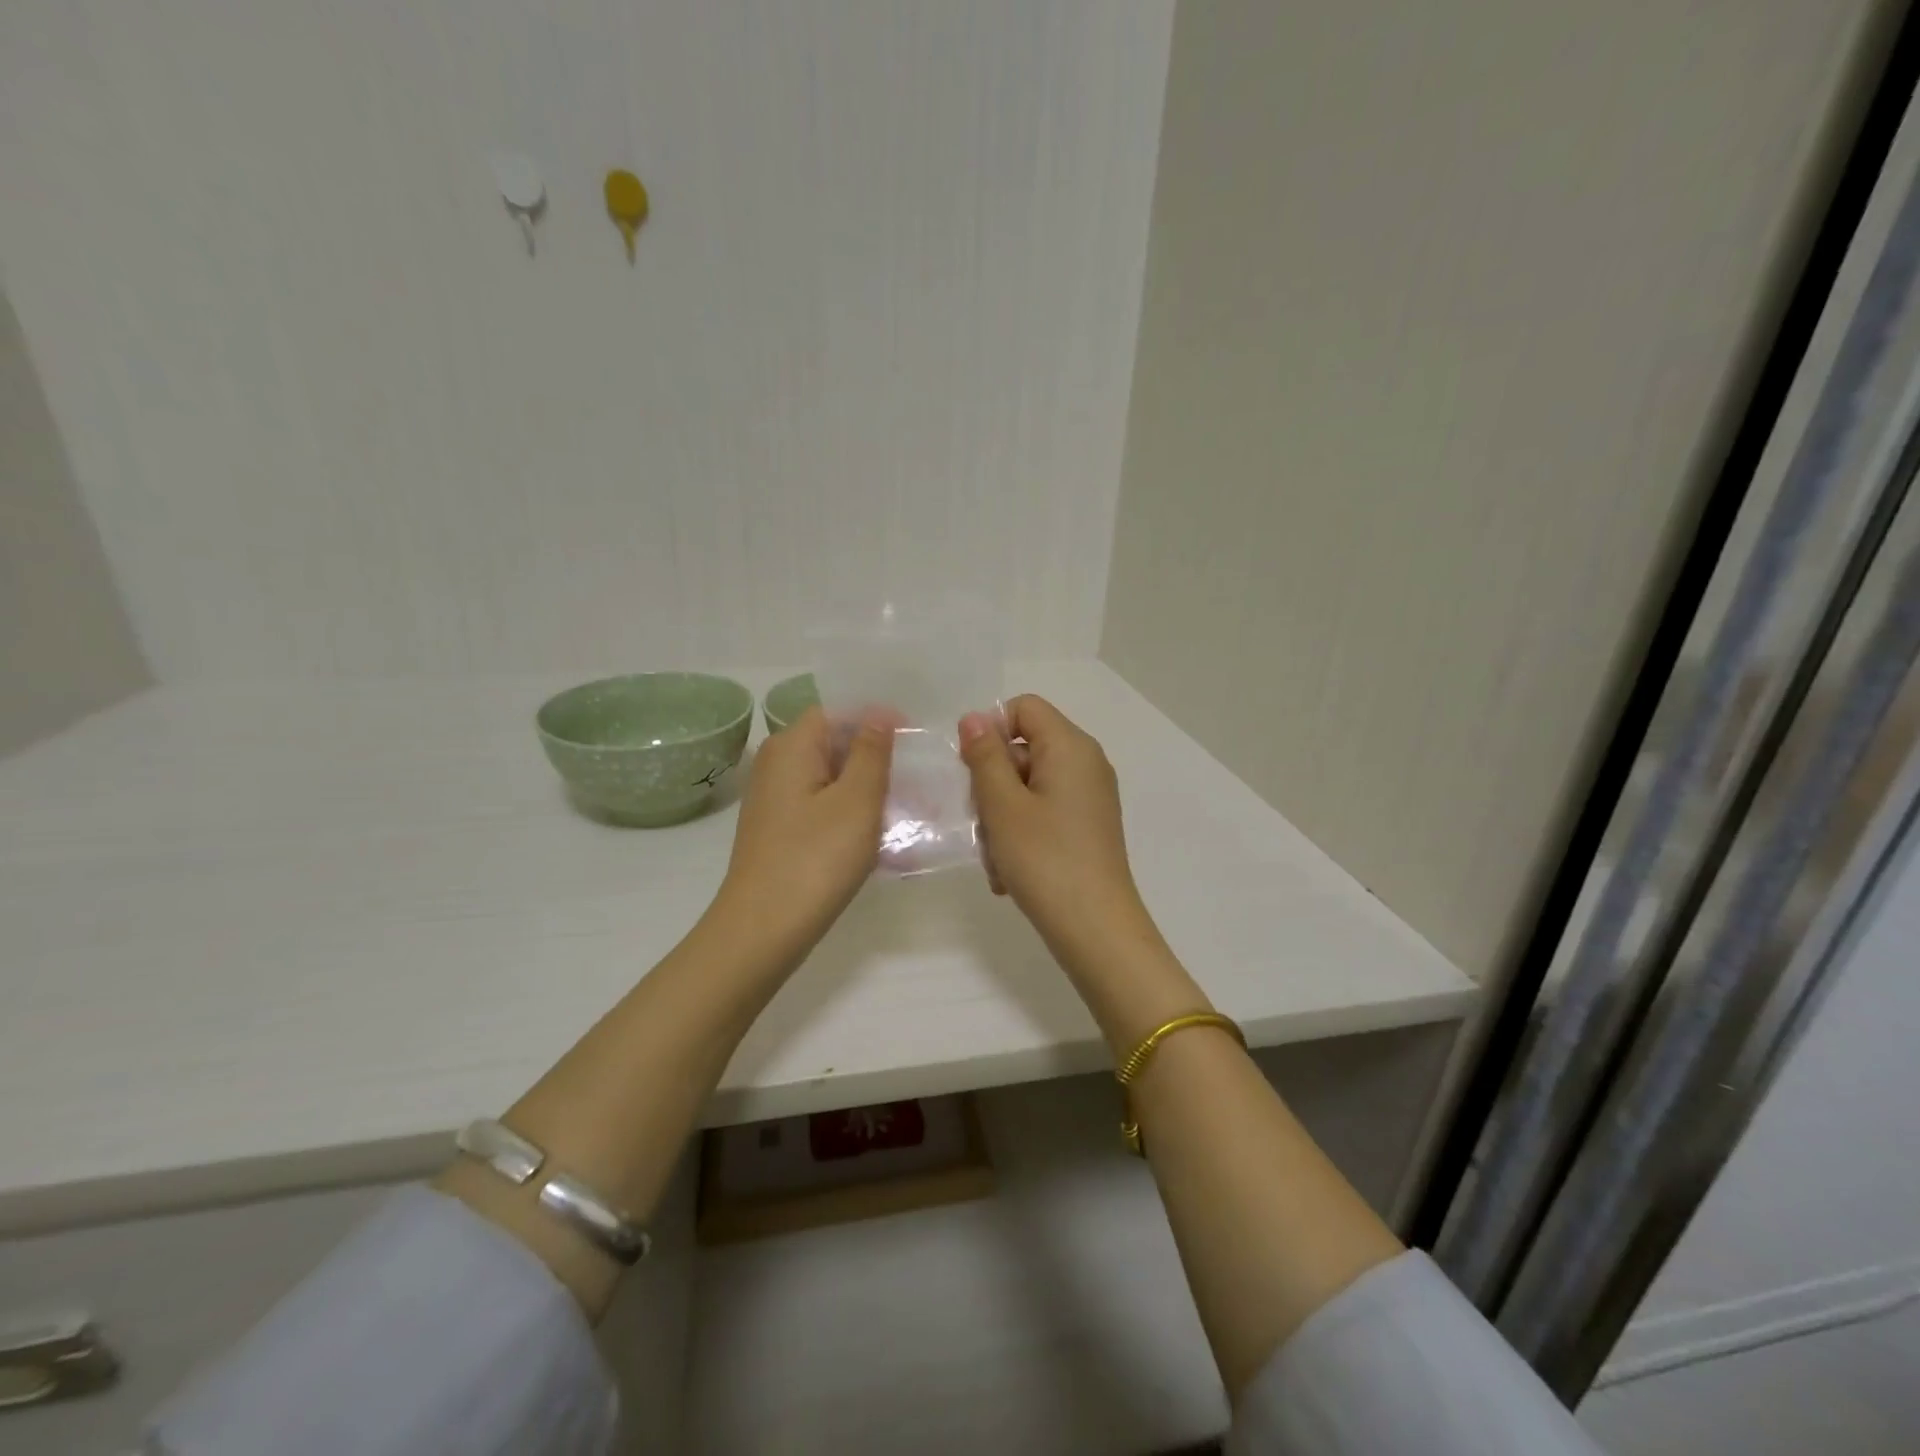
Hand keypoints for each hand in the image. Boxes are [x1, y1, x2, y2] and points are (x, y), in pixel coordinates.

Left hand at [716, 706, 893, 960]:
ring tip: (909, 809)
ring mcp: (775, 798)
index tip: (915, 742)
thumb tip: (880, 713)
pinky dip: (851, 813)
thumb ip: (872, 751)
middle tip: (919, 780)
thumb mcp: (857, 800)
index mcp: (792, 745)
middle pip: (835, 744)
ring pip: (832, 778)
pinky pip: (822, 806)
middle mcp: (777, 763)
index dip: (878, 720)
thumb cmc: (816, 859)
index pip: (839, 711)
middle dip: (877, 758)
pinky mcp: (780, 829)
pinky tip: (879, 836)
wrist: (762, 930)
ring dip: (868, 789)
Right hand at [960, 695, 1153, 969]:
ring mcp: (1089, 797)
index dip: (991, 731)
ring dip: (1002, 818)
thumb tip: (974, 718)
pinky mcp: (1087, 826)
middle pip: (1023, 750)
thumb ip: (984, 756)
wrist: (1095, 930)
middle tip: (983, 824)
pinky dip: (1021, 835)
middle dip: (993, 785)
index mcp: (1070, 746)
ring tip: (997, 860)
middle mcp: (1086, 763)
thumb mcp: (1002, 805)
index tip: (972, 771)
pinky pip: (1043, 813)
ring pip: (1027, 788)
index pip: (1023, 708)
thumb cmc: (1044, 860)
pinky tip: (1010, 872)